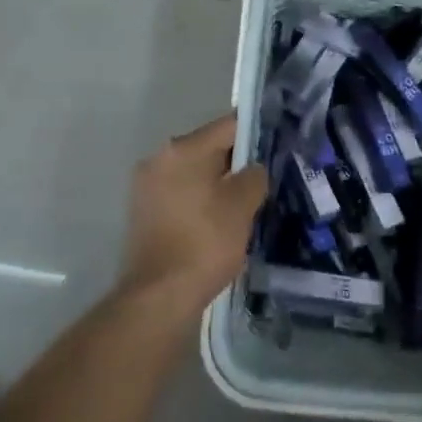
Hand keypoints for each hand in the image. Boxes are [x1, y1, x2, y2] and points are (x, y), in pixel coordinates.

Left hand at [121, 112, 268, 310]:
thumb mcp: (242, 206)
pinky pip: (180, 194)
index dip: (256, 133)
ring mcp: (146, 185)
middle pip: (209, 148)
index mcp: (183, 148)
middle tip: (265, 178)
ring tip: (245, 203)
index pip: (228, 126)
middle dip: (237, 161)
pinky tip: (218, 221)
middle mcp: (159, 158)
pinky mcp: (143, 211)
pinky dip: (200, 200)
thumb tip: (253, 169)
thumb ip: (254, 176)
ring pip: (194, 173)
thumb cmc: (204, 242)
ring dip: (218, 183)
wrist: (158, 296)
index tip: (278, 145)